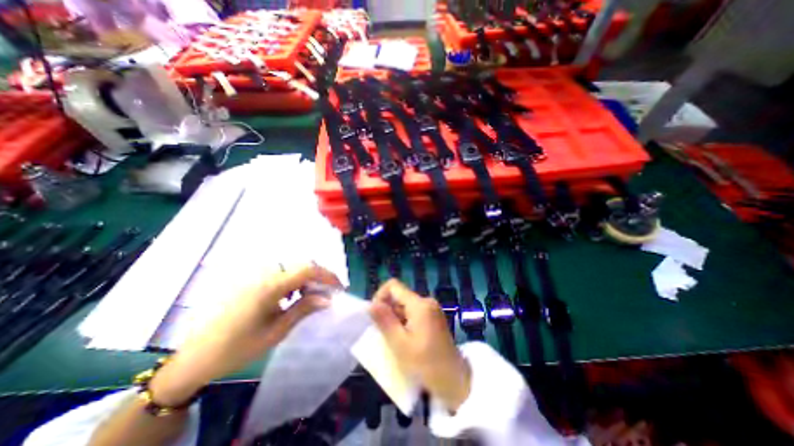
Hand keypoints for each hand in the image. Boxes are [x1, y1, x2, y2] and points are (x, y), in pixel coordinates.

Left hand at [148, 265, 336, 406]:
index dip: (328, 275)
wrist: (197, 357)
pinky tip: (291, 297)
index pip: (308, 269)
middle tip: (326, 295)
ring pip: (292, 269)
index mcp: (271, 286)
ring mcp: (256, 276)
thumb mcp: (277, 331)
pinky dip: (293, 282)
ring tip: (310, 298)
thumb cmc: (239, 347)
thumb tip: (328, 299)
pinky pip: (280, 274)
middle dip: (319, 278)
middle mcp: (264, 274)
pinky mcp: (251, 280)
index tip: (339, 288)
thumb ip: (304, 309)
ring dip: (306, 280)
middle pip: (301, 266)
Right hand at [373, 279, 469, 410]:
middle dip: (388, 311)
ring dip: (395, 318)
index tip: (376, 315)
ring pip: (405, 305)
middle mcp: (426, 301)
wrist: (455, 381)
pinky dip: (404, 322)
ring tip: (395, 340)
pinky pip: (413, 312)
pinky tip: (404, 340)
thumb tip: (371, 304)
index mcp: (419, 304)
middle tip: (384, 334)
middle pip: (400, 296)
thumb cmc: (426, 364)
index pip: (393, 285)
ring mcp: (431, 309)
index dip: (380, 296)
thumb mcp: (400, 344)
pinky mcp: (433, 317)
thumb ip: (384, 321)